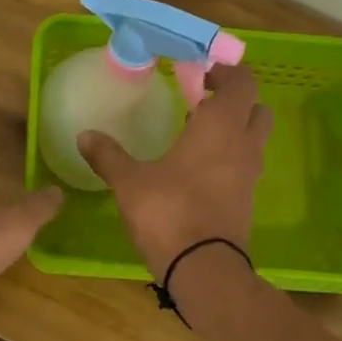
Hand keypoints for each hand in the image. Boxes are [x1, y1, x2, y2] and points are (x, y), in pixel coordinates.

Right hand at [78, 62, 271, 278]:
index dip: (225, 72)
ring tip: (195, 136)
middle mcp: (243, 145)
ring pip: (253, 139)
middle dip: (234, 101)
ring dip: (234, 130)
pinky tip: (196, 171)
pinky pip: (244, 167)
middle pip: (257, 108)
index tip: (199, 74)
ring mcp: (250, 175)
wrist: (203, 268)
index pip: (242, 82)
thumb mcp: (129, 182)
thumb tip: (84, 135)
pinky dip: (229, 159)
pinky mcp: (247, 201)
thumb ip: (108, 155)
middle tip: (201, 103)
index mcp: (220, 126)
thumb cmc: (168, 212)